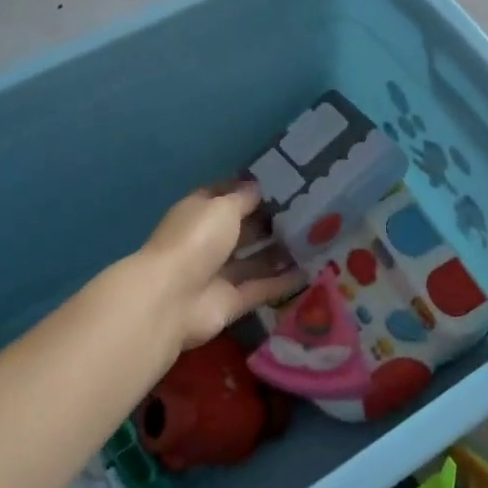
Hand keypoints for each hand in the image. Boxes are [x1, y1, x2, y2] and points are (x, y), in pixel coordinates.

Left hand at [136, 182, 302, 352]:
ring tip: (314, 242)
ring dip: (279, 253)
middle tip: (308, 215)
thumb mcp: (222, 208)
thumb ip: (244, 198)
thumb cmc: (196, 240)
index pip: (224, 197)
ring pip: (253, 261)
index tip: (282, 185)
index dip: (248, 190)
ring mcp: (217, 274)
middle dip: (270, 223)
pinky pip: (261, 288)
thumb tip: (258, 188)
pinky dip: (282, 282)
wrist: (172, 299)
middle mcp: (206, 242)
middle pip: (242, 230)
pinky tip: (311, 271)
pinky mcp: (231, 302)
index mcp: (198, 214)